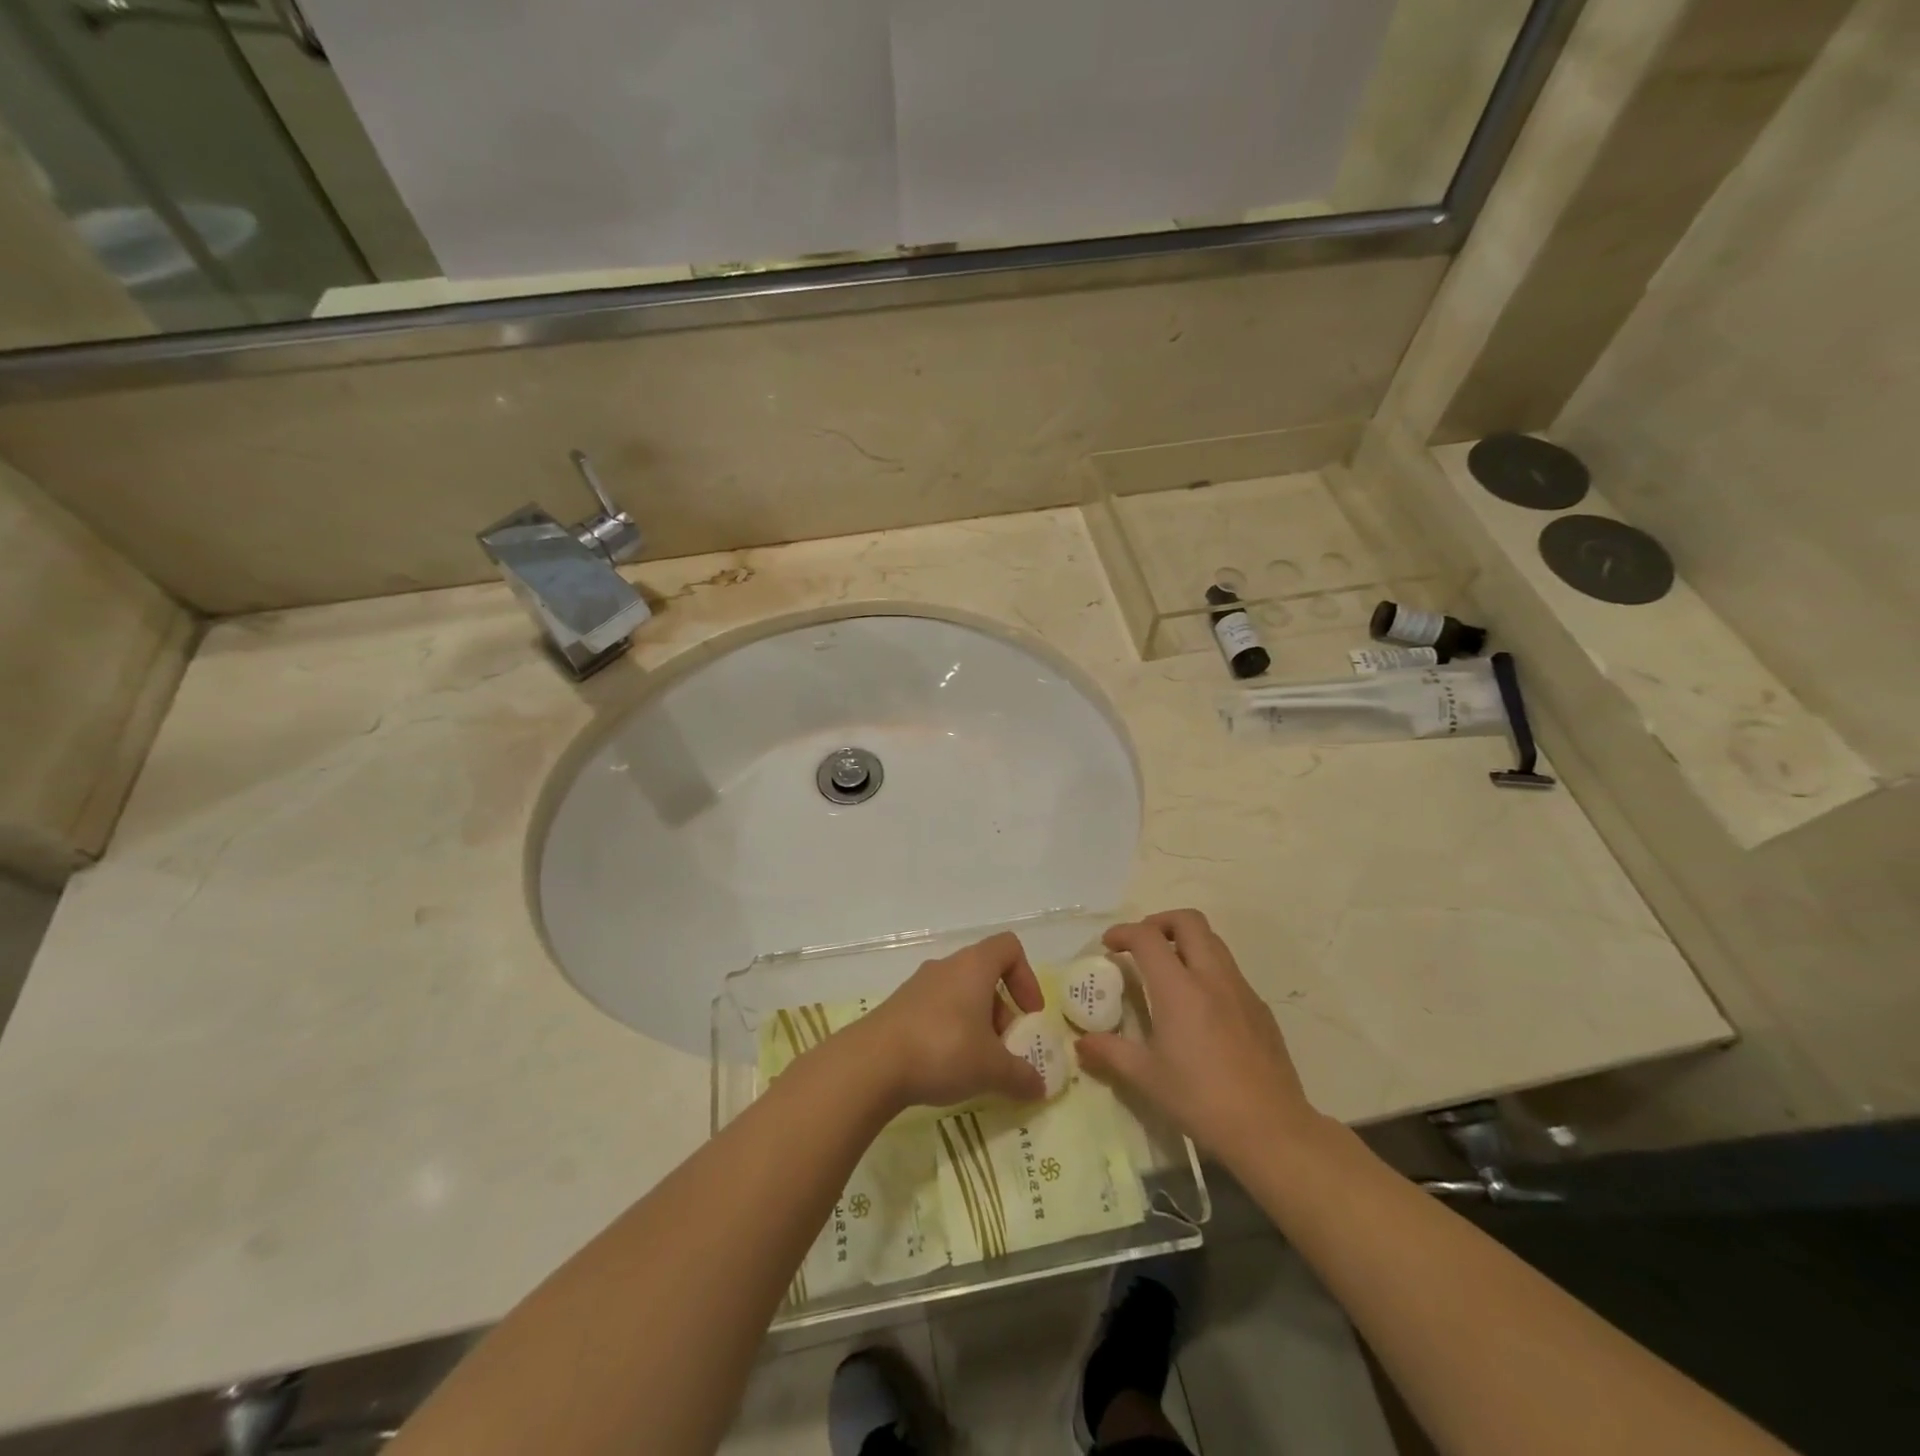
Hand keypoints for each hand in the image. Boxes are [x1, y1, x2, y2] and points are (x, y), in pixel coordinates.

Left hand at [850, 932, 1047, 1110]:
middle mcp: (946, 967)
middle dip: (1002, 1013)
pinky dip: (949, 1033)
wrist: (871, 1063)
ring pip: (959, 996)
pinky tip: (946, 1068)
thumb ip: (1021, 1076)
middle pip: (985, 977)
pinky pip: (935, 1011)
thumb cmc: (943, 1050)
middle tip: (1004, 1051)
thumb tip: (1039, 1086)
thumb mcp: (992, 1068)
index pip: (1009, 948)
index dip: (1026, 977)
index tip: (1030, 1014)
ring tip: (976, 1066)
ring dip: (976, 1025)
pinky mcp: (898, 1008)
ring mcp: (918, 986)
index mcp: (973, 966)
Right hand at [1076, 910, 1320, 1162]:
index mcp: (1179, 989)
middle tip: (1142, 945)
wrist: (1271, 1129)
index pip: (1147, 937)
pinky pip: (1230, 971)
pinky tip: (1200, 1006)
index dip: (1124, 932)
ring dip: (1186, 942)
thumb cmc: (1201, 1100)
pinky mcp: (1261, 1009)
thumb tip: (1081, 1044)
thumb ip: (1111, 1053)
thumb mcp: (1147, 1078)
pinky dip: (1208, 970)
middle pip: (1188, 921)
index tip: (1109, 945)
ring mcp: (1241, 990)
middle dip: (1159, 922)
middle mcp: (1212, 977)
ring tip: (1168, 970)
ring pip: (1213, 941)